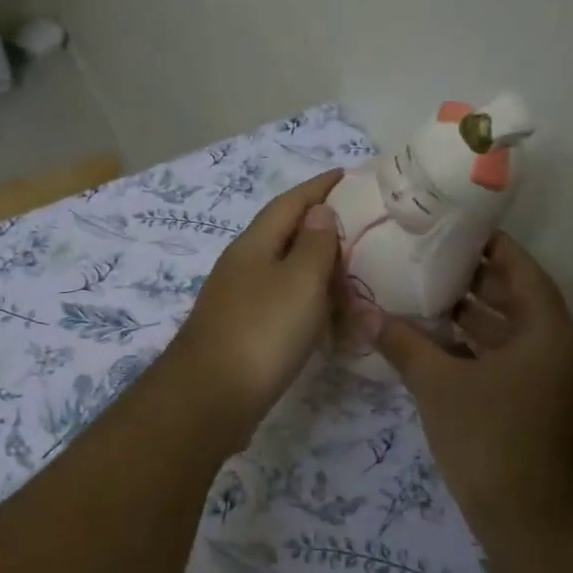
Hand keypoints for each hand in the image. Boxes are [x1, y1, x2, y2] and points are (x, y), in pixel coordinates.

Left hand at [169, 169, 342, 425]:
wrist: (211, 398)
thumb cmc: (261, 332)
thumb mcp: (299, 281)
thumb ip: (313, 244)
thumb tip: (319, 212)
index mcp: (254, 245)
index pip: (290, 202)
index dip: (320, 187)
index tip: (348, 174)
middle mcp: (242, 266)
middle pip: (284, 234)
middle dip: (320, 224)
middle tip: (361, 225)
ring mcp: (239, 300)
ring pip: (284, 270)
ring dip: (315, 265)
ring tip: (352, 267)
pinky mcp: (243, 332)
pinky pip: (283, 302)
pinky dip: (308, 299)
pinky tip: (326, 313)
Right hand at [375, 233, 572, 520]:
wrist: (537, 529)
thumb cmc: (492, 443)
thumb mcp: (440, 387)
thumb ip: (403, 345)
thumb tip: (363, 313)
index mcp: (550, 333)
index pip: (522, 270)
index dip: (490, 245)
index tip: (453, 226)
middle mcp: (562, 351)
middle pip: (518, 300)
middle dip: (474, 281)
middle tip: (426, 259)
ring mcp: (557, 384)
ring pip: (513, 335)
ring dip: (474, 319)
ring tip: (423, 296)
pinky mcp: (545, 409)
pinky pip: (512, 363)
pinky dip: (480, 351)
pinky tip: (439, 347)